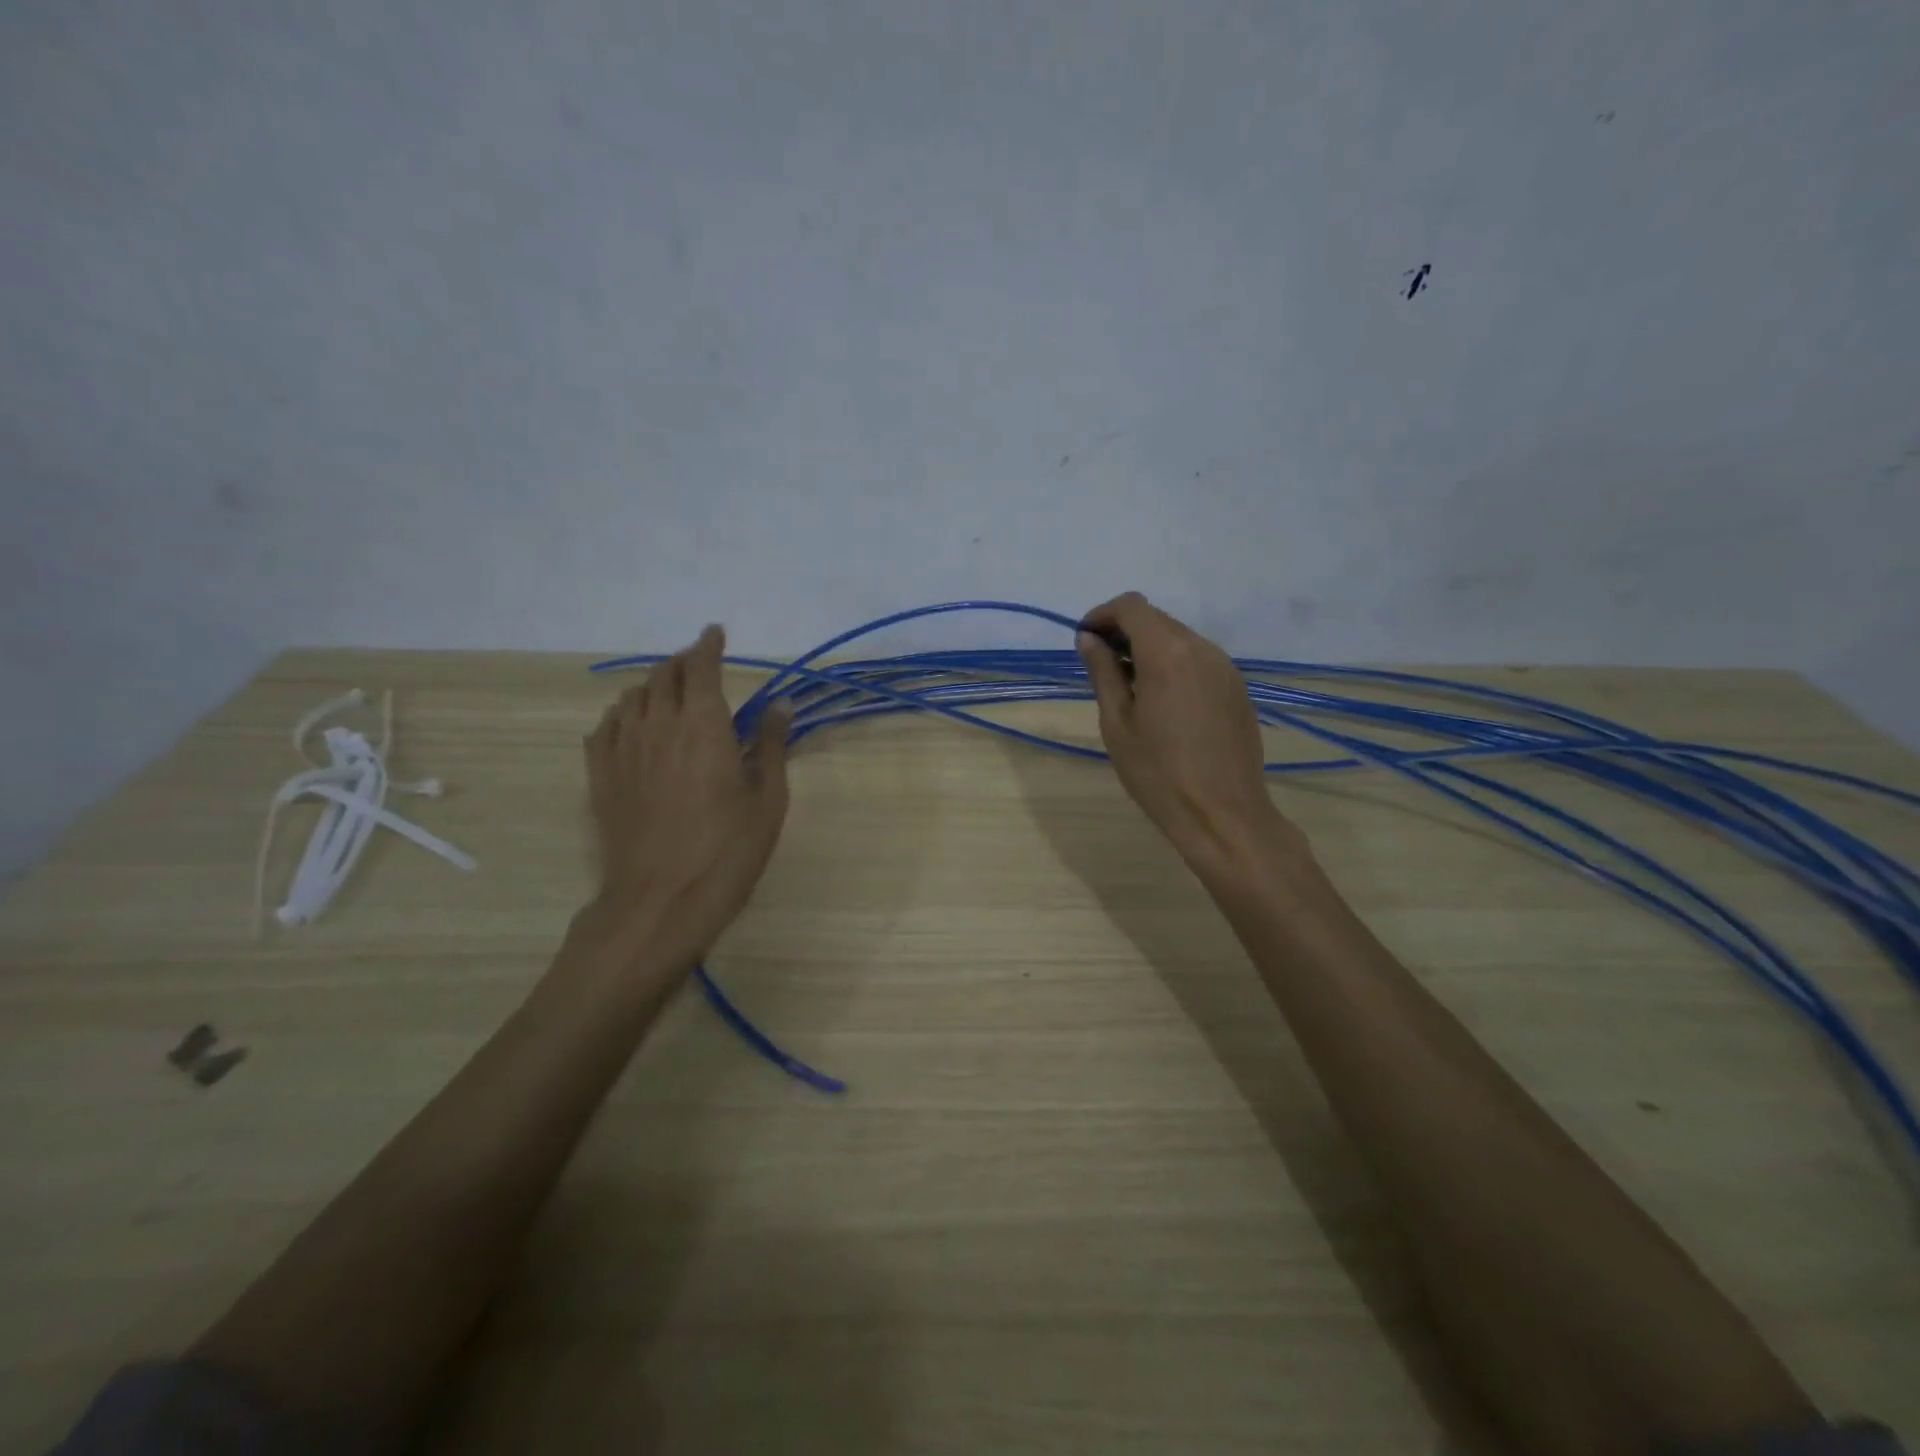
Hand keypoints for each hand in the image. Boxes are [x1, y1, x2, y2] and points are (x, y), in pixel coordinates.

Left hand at [577, 625, 791, 975]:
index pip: (701, 667)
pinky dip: (621, 715)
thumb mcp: (767, 800)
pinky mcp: (600, 776)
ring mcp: (622, 749)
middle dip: (683, 663)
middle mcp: (658, 725)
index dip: (708, 645)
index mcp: (703, 725)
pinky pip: (604, 727)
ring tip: (668, 694)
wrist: (660, 900)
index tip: (716, 633)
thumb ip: (769, 746)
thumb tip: (779, 705)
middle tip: (699, 666)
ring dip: (652, 686)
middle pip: (664, 675)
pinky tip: (631, 725)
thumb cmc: (727, 851)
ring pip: (631, 697)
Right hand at [1077, 592, 1303, 876]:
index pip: (1132, 607)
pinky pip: (1199, 660)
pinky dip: (1173, 664)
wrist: (1223, 815)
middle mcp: (1202, 648)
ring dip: (1149, 648)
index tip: (1084, 639)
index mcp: (1167, 653)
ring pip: (1179, 638)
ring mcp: (1226, 668)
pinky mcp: (1238, 688)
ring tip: (1129, 685)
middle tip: (1100, 663)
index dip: (1102, 614)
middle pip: (1157, 619)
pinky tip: (1162, 700)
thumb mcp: (1117, 723)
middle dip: (1124, 631)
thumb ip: (1103, 673)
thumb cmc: (1158, 773)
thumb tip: (1089, 640)